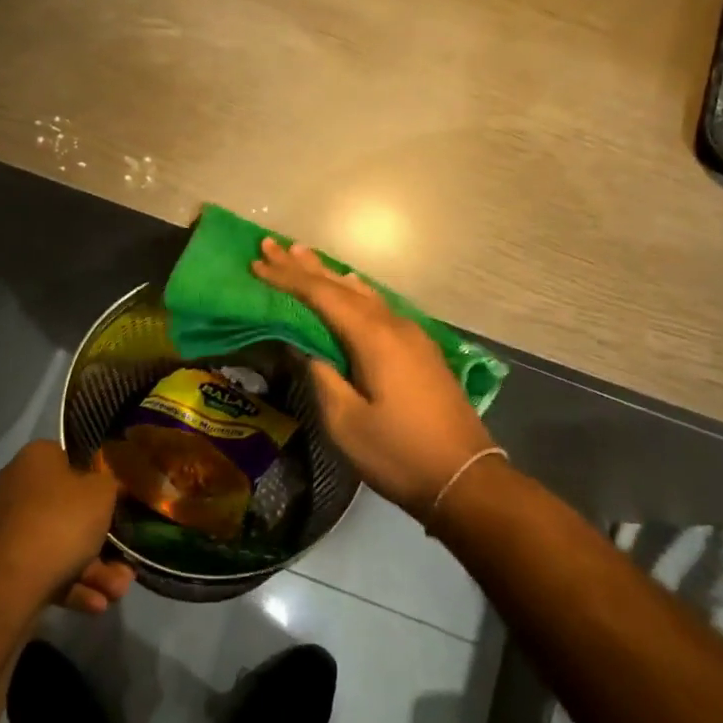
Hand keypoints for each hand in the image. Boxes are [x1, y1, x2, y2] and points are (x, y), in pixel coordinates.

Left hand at [0, 440, 134, 613]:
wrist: (5, 582)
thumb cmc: (60, 521)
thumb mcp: (102, 493)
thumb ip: (109, 484)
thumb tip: (105, 485)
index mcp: (36, 459)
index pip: (70, 460)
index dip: (96, 480)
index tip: (117, 501)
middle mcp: (15, 488)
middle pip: (67, 510)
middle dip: (100, 540)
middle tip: (125, 562)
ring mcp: (4, 530)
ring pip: (57, 545)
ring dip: (92, 570)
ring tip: (117, 591)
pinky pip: (41, 569)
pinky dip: (69, 585)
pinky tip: (95, 604)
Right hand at [252, 237, 495, 516]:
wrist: (464, 478)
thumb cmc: (398, 453)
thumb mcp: (346, 422)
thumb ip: (322, 376)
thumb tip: (305, 345)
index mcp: (374, 338)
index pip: (322, 296)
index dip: (288, 278)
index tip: (258, 261)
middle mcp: (394, 325)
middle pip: (343, 287)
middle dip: (305, 267)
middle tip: (272, 245)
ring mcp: (412, 336)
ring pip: (363, 294)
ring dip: (331, 276)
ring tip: (304, 255)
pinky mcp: (420, 350)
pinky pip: (378, 307)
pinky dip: (354, 294)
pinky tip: (350, 288)